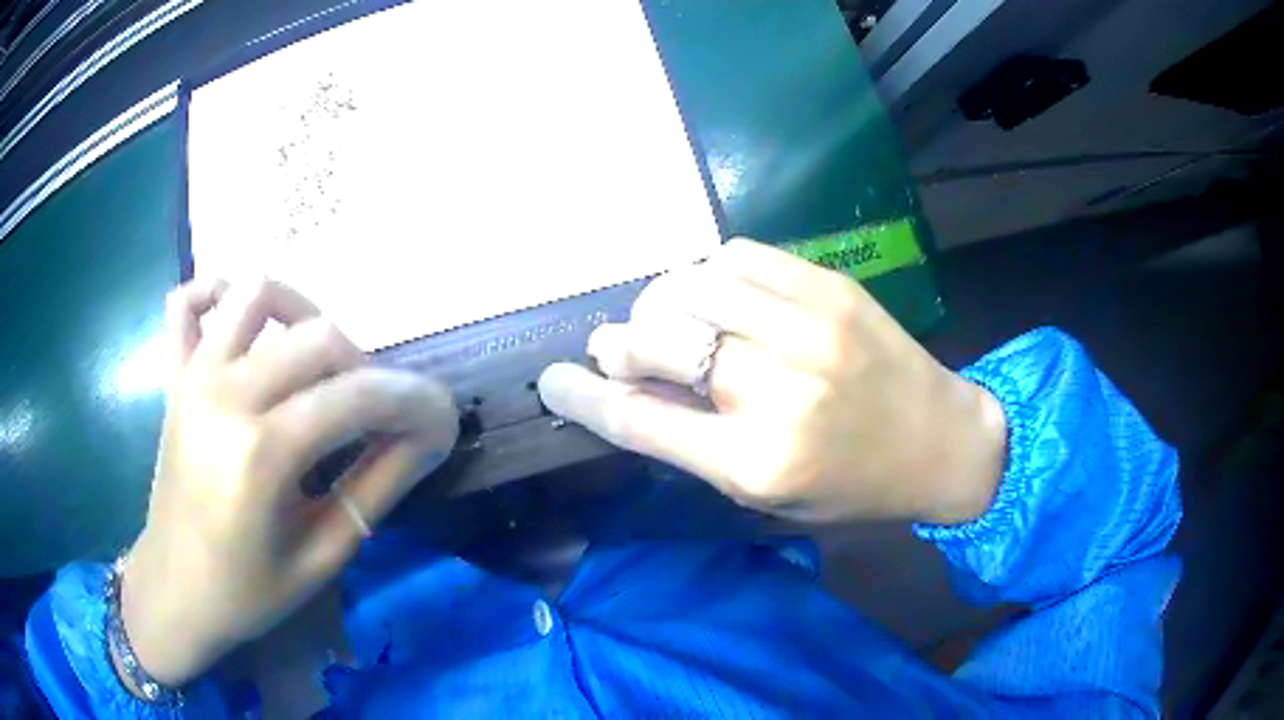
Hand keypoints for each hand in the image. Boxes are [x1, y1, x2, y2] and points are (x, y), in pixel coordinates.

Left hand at [119, 279, 457, 687]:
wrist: (174, 590)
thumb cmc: (247, 591)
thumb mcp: (323, 555)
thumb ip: (377, 487)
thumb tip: (427, 438)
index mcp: (261, 453)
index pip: (357, 396)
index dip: (413, 401)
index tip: (442, 418)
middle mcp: (226, 393)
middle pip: (320, 336)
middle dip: (367, 370)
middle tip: (374, 418)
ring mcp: (194, 374)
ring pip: (261, 294)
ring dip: (305, 316)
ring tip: (318, 366)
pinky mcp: (175, 373)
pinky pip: (190, 301)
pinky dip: (220, 295)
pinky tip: (245, 329)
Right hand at [538, 239, 1005, 524]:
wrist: (943, 444)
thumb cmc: (853, 487)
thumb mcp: (767, 494)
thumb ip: (694, 445)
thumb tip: (626, 390)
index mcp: (756, 464)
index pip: (637, 420)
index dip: (582, 396)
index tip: (553, 380)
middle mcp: (777, 392)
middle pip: (656, 340)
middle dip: (619, 342)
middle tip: (617, 347)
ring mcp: (808, 329)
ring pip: (692, 285)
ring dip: (661, 302)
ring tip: (668, 318)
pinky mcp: (831, 288)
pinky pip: (738, 256)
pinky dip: (709, 272)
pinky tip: (716, 294)